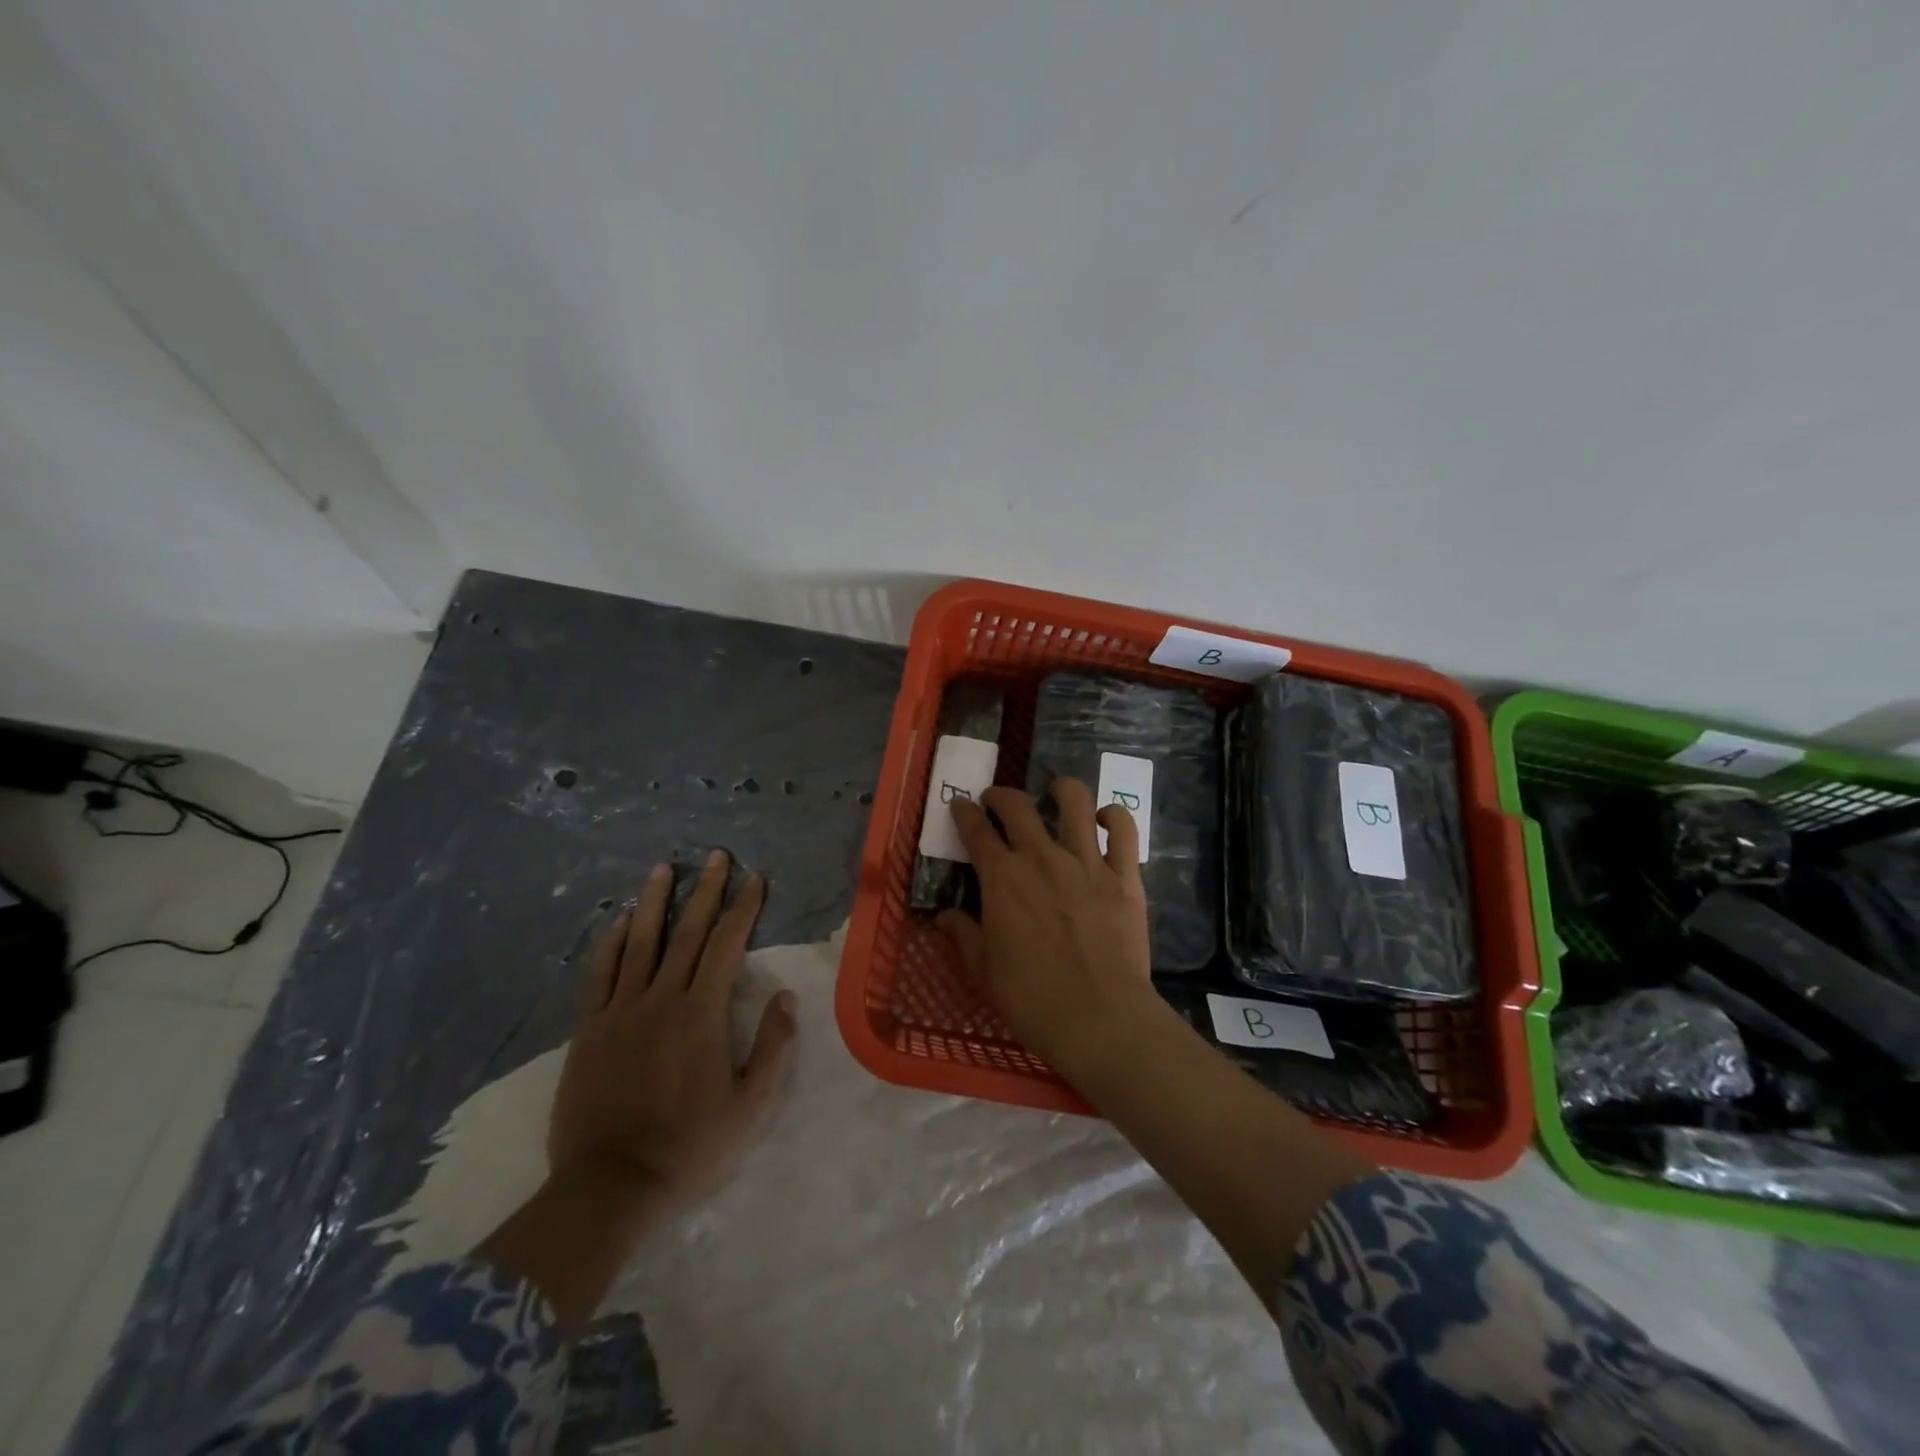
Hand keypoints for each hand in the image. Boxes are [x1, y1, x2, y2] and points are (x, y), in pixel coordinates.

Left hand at [549, 851, 796, 1210]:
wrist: (609, 1186)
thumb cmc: (689, 1146)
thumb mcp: (751, 1107)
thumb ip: (773, 1048)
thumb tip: (787, 997)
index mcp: (701, 1014)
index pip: (726, 946)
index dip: (743, 909)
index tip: (755, 879)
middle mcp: (661, 999)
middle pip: (686, 932)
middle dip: (706, 891)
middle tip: (716, 856)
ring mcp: (620, 1011)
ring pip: (640, 942)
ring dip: (654, 901)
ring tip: (664, 868)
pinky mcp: (589, 1029)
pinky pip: (600, 973)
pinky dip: (611, 942)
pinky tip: (619, 920)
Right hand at [938, 781, 1159, 1075]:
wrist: (1100, 1018)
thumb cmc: (1032, 998)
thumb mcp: (983, 971)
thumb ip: (963, 935)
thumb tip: (945, 915)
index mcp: (1002, 878)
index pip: (976, 831)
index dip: (964, 813)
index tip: (960, 806)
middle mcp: (1042, 857)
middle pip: (1018, 806)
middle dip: (1001, 796)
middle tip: (996, 801)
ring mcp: (1087, 862)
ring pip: (1075, 802)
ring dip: (1061, 790)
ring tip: (1055, 792)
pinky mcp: (1125, 875)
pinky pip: (1124, 830)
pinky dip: (1114, 817)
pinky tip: (1104, 820)